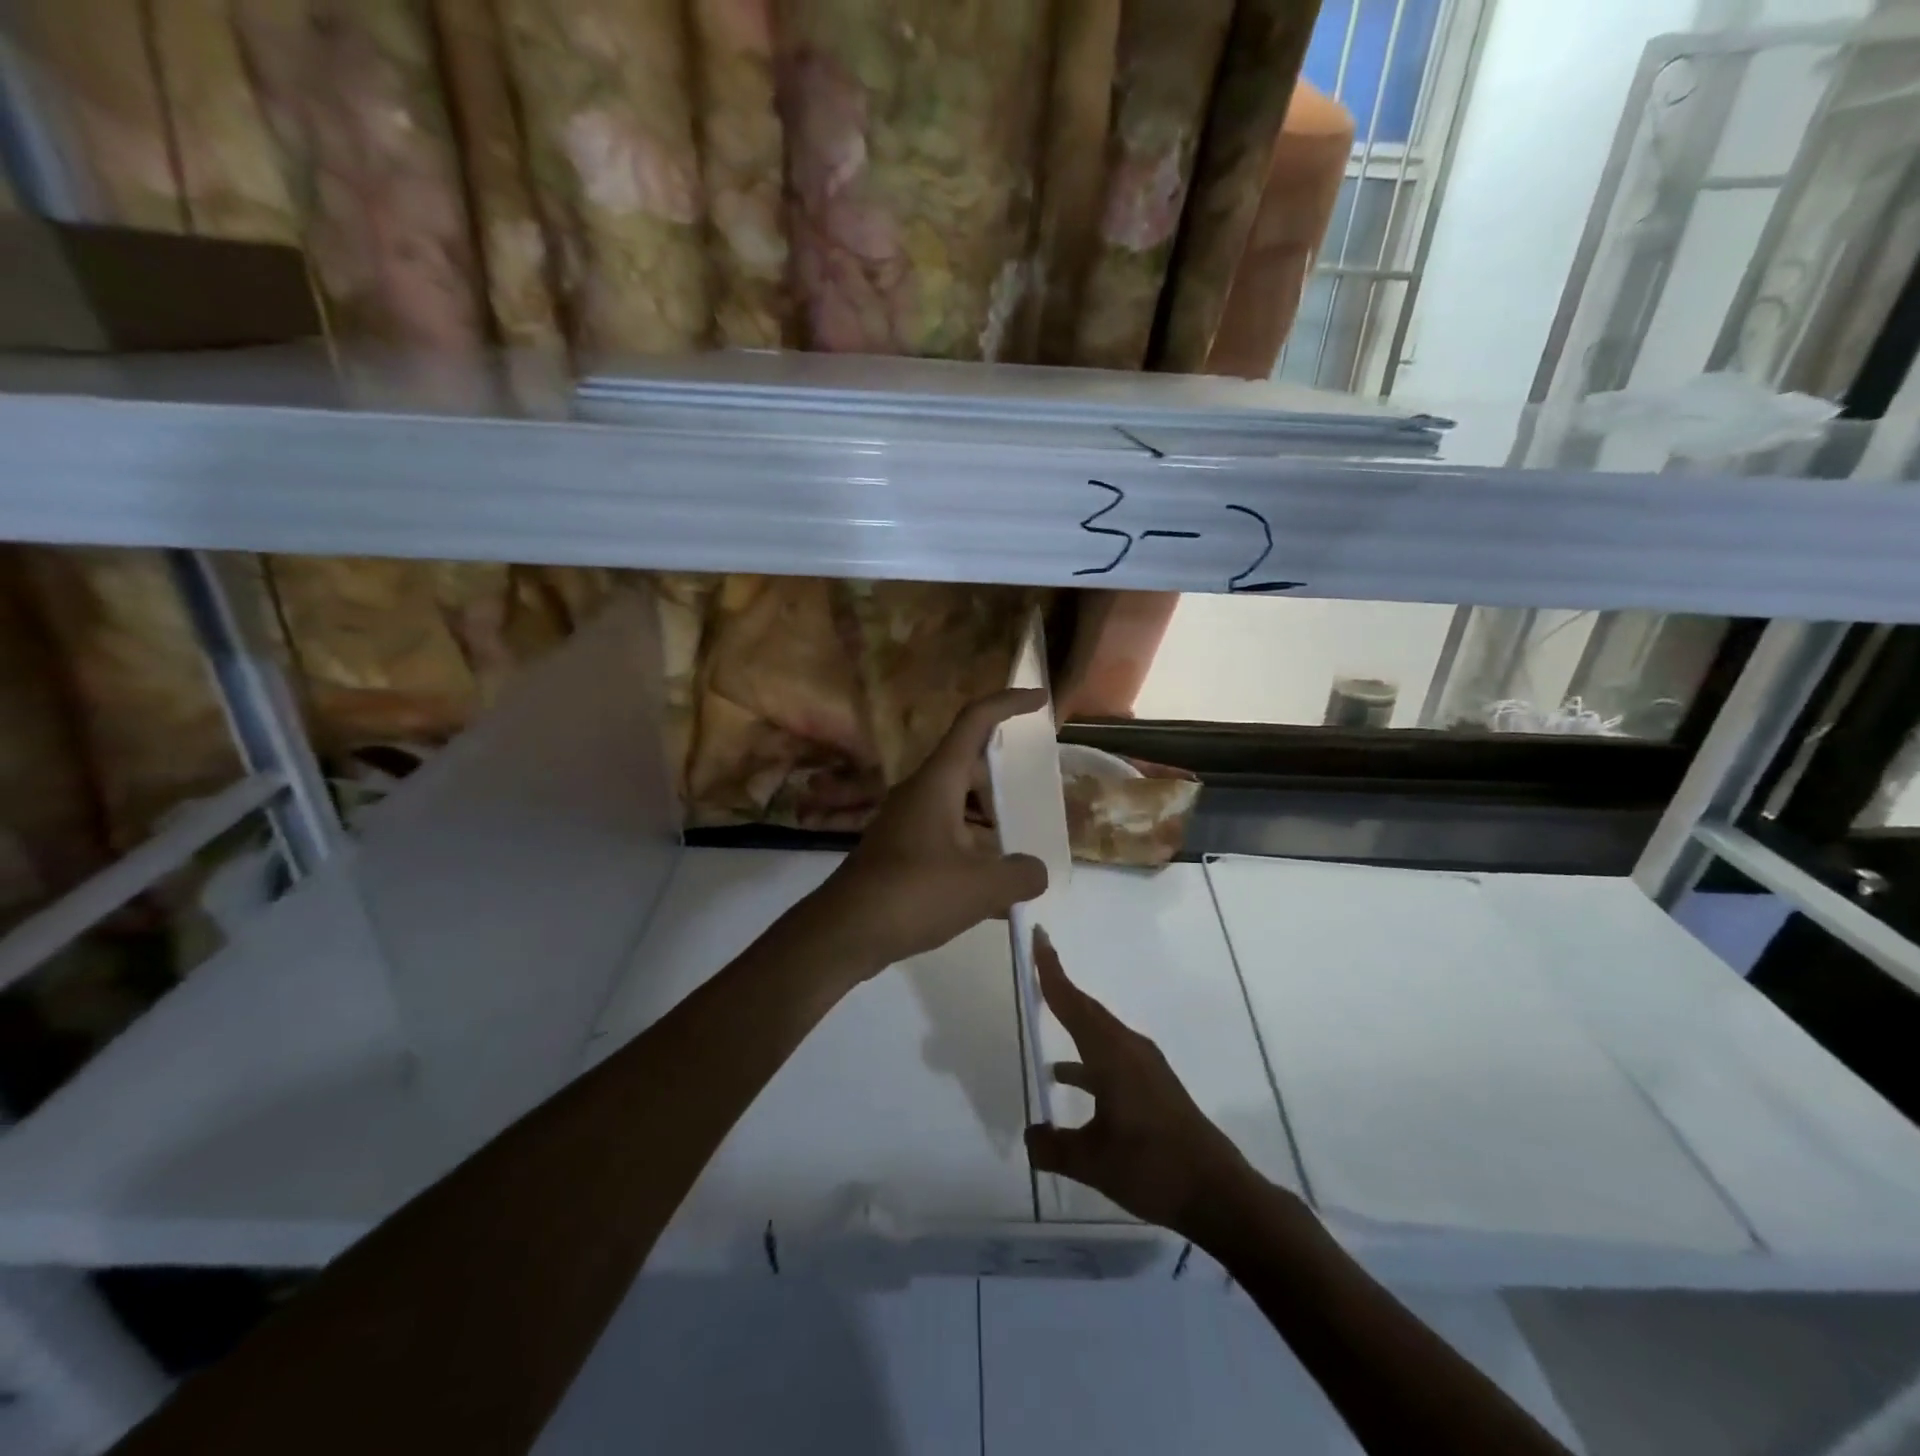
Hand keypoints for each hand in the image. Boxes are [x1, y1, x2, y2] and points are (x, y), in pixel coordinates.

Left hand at [815, 688, 1049, 972]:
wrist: (844, 932)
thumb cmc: (912, 894)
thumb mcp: (980, 887)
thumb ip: (1020, 875)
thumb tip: (1037, 872)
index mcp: (937, 782)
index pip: (974, 723)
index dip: (1008, 703)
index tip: (1039, 700)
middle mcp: (920, 793)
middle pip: (968, 767)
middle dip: (1004, 777)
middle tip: (1037, 793)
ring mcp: (907, 824)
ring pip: (958, 807)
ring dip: (990, 822)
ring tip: (1024, 847)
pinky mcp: (900, 853)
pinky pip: (947, 840)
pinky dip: (973, 854)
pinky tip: (997, 895)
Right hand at [1025, 928, 1255, 1238]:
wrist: (1217, 1194)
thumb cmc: (1152, 1167)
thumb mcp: (1092, 1162)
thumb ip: (1053, 1147)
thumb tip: (1030, 1136)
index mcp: (1112, 1055)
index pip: (1073, 1003)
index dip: (1051, 970)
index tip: (1039, 936)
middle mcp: (1129, 1049)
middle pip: (1086, 1009)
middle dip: (1060, 986)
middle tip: (1036, 963)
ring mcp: (1144, 1066)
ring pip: (1099, 1032)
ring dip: (1073, 1022)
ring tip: (1043, 1021)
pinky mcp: (1152, 1085)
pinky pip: (1109, 1055)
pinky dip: (1085, 1056)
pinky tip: (1066, 1078)